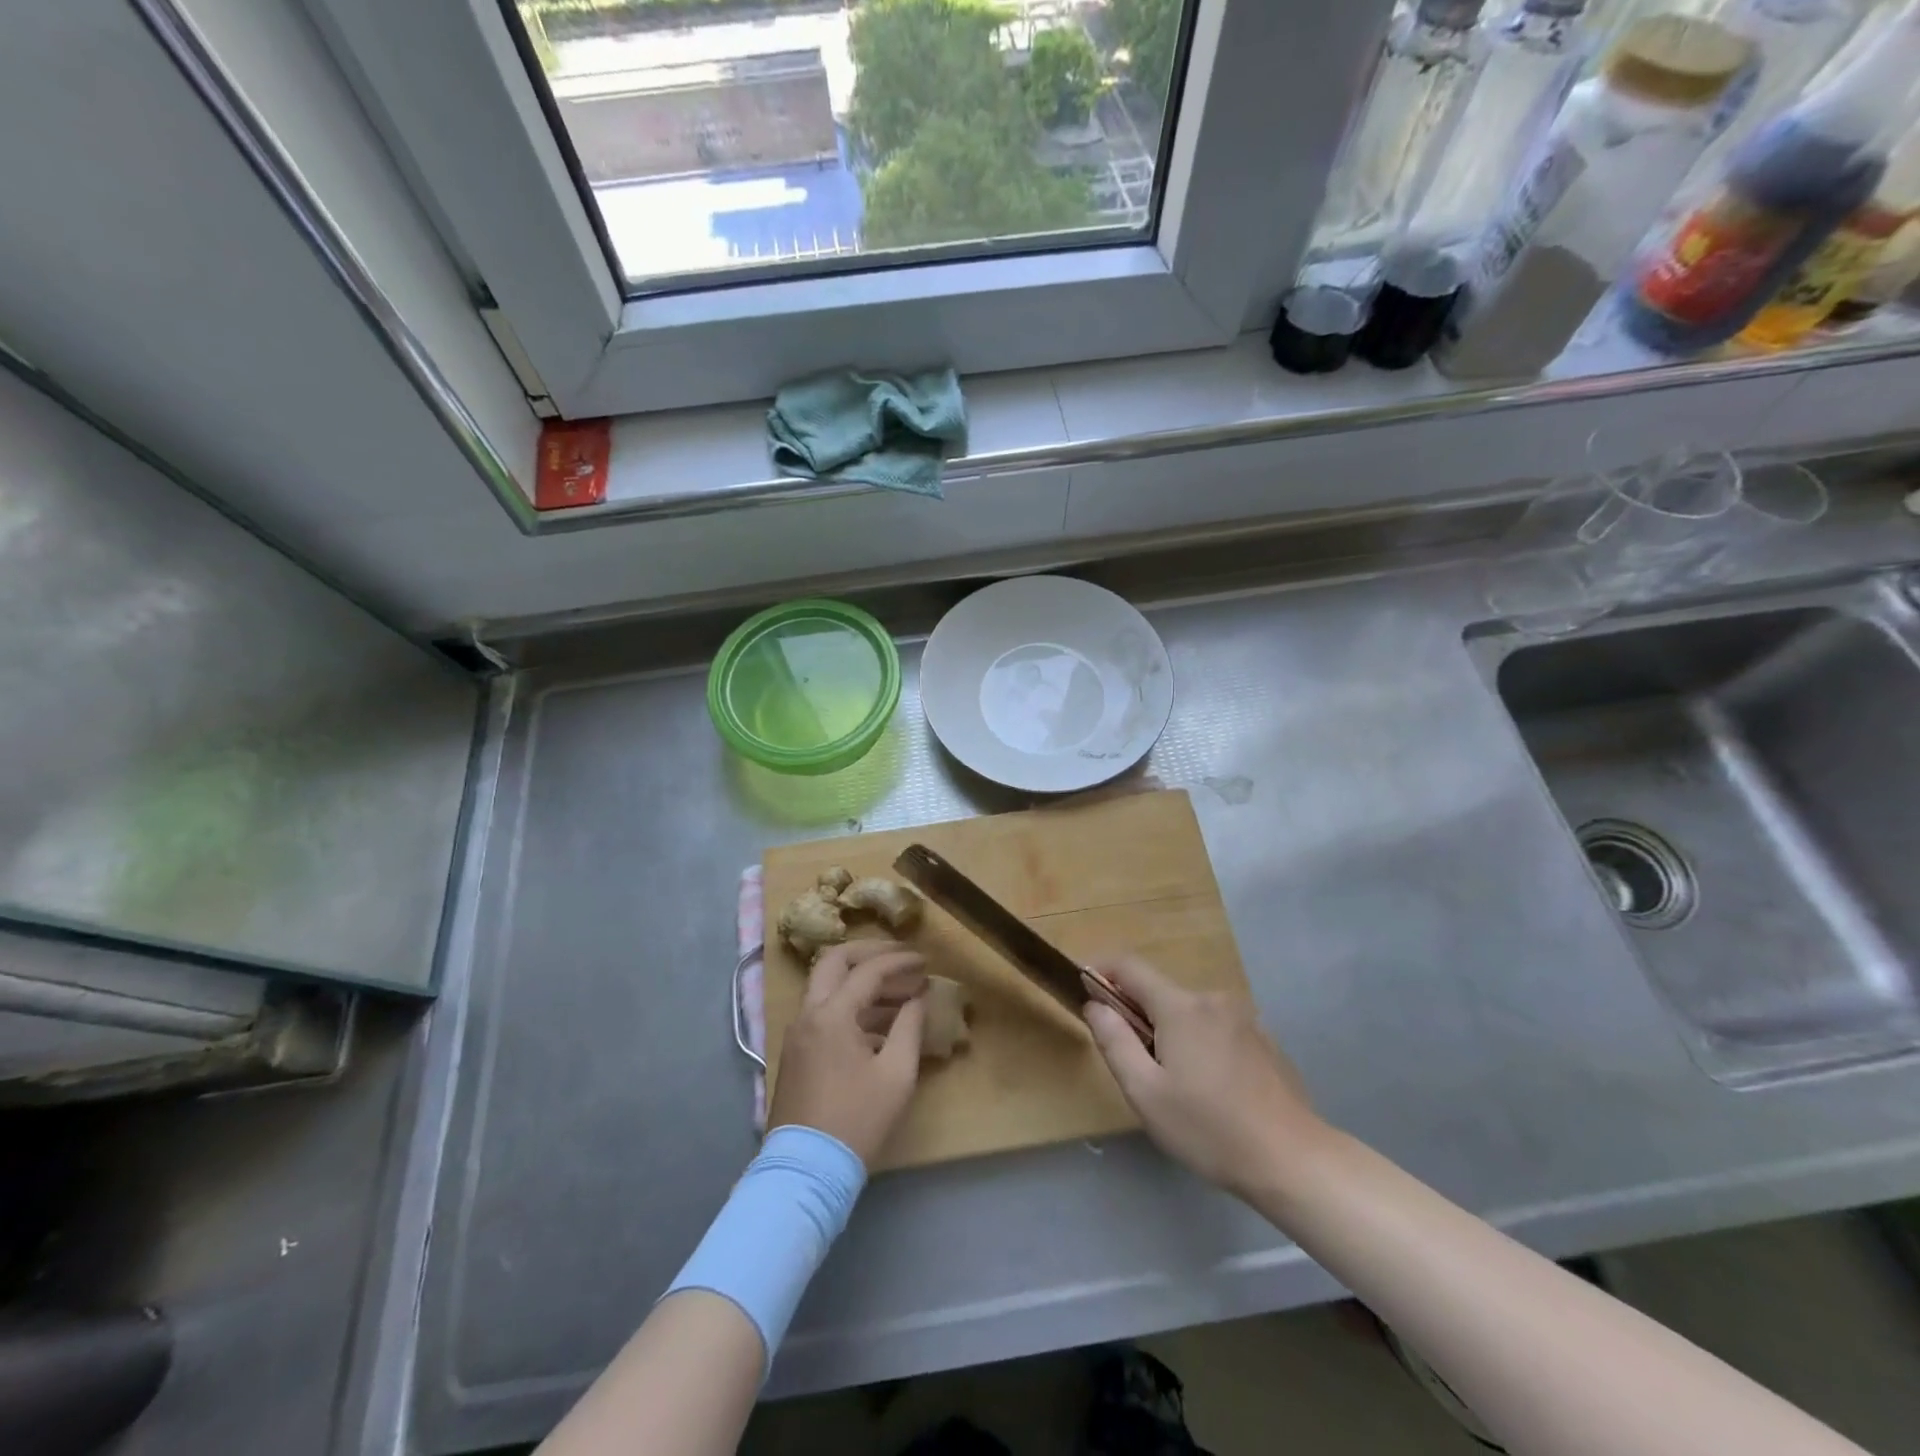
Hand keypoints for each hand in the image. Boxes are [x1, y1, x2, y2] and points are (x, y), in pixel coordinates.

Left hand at [767, 939, 927, 1165]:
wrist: (806, 1170)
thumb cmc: (856, 1120)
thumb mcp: (896, 1075)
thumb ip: (909, 1027)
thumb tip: (917, 999)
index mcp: (831, 1015)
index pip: (868, 971)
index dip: (899, 962)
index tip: (925, 960)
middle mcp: (808, 1014)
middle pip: (835, 962)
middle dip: (870, 953)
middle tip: (901, 958)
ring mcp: (798, 1032)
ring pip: (827, 986)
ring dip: (862, 980)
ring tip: (901, 992)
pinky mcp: (797, 1051)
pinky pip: (824, 1010)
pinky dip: (851, 1004)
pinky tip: (881, 1023)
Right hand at [1083, 955, 1323, 1199]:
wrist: (1294, 1160)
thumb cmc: (1209, 1128)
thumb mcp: (1146, 1093)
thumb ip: (1114, 1042)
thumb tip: (1095, 1005)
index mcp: (1180, 1006)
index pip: (1129, 966)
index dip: (1102, 971)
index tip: (1084, 989)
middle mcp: (1212, 1000)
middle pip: (1160, 992)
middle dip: (1137, 1014)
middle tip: (1132, 1062)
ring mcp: (1243, 1018)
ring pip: (1190, 1013)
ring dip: (1171, 1032)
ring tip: (1176, 1085)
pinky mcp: (1264, 1040)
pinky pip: (1217, 1028)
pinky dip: (1201, 1043)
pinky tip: (1212, 1090)